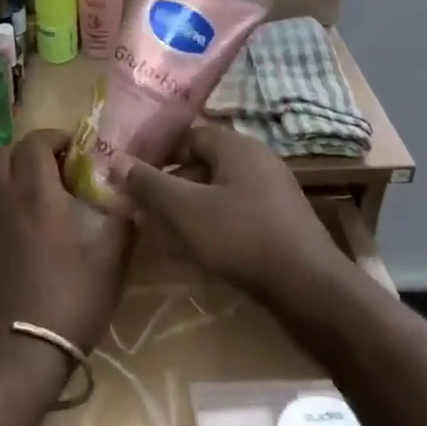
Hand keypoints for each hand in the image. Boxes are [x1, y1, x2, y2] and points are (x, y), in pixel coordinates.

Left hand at [0, 130, 132, 352]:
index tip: (72, 147)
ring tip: (33, 192)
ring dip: (9, 173)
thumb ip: (122, 225)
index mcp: (36, 193)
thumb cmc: (69, 302)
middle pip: (5, 153)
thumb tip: (130, 201)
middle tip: (54, 167)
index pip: (34, 142)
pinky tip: (15, 222)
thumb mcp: (109, 265)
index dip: (53, 136)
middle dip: (29, 151)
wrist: (17, 352)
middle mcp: (2, 197)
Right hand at [115, 125, 337, 301]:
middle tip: (143, 206)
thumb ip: (148, 184)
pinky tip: (197, 249)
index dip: (158, 152)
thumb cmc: (242, 238)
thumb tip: (115, 160)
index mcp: (236, 146)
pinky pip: (236, 212)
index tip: (134, 175)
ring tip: (163, 231)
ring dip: (188, 206)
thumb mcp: (185, 210)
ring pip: (217, 190)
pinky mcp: (280, 223)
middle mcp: (257, 161)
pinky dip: (212, 223)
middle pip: (202, 163)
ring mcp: (272, 193)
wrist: (311, 291)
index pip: (188, 134)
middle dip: (169, 183)